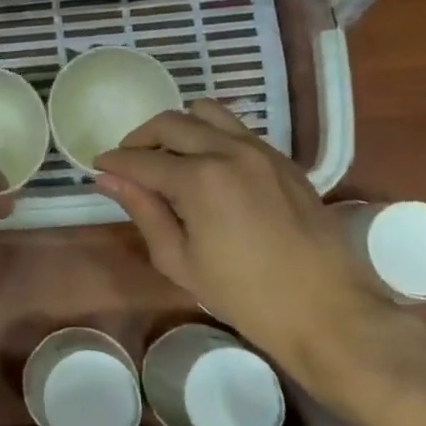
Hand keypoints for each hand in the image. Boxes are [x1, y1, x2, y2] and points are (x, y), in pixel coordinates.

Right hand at [94, 100, 390, 395]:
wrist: (329, 312)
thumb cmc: (245, 296)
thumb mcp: (180, 260)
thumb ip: (143, 211)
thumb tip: (107, 179)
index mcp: (199, 179)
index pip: (141, 160)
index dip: (114, 162)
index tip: (97, 166)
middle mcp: (229, 151)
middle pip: (170, 123)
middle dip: (140, 139)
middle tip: (128, 163)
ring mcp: (261, 151)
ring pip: (206, 113)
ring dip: (177, 128)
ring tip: (168, 157)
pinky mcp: (283, 160)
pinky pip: (237, 129)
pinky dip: (211, 135)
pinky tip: (206, 166)